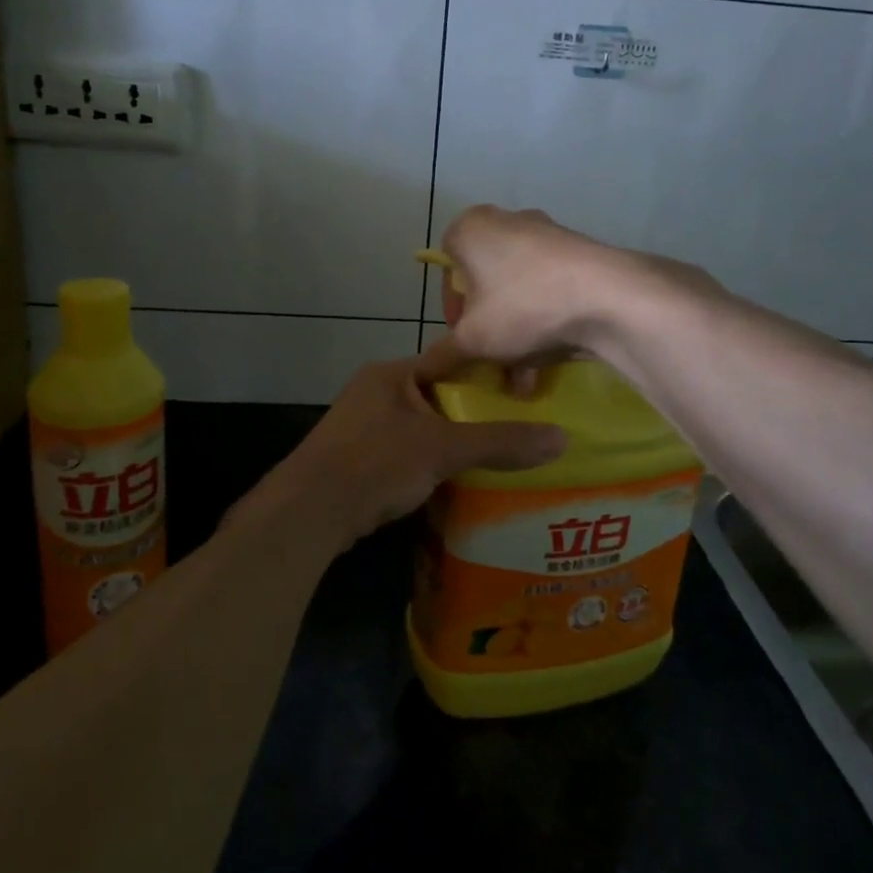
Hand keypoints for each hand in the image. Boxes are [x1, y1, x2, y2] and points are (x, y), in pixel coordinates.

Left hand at [266, 340, 566, 551]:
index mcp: (393, 373)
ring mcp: (363, 425)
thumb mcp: (444, 449)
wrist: (310, 511)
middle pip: (438, 395)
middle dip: (473, 412)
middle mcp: (376, 391)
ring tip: (497, 454)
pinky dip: (429, 462)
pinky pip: (405, 451)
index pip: (450, 360)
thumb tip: (562, 438)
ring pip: (422, 426)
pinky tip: (455, 480)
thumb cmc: (376, 463)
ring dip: (451, 440)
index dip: (487, 372)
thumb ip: (500, 442)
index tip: (524, 388)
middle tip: (518, 426)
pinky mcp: (358, 457)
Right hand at [436, 205, 626, 364]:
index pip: (446, 269)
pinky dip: (544, 321)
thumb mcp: (473, 340)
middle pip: (486, 282)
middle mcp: (507, 221)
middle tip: (494, 358)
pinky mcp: (580, 252)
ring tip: (524, 377)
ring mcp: (548, 234)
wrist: (609, 297)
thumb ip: (442, 356)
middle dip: (488, 327)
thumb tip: (420, 375)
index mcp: (471, 228)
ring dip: (516, 334)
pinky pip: (549, 289)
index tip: (464, 338)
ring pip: (519, 290)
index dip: (452, 311)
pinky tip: (550, 360)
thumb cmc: (522, 307)